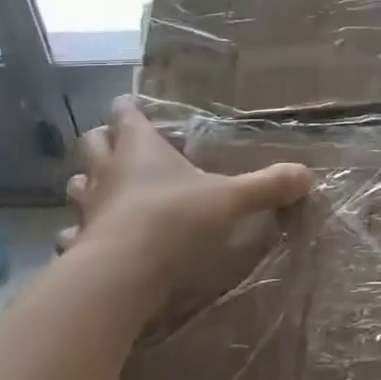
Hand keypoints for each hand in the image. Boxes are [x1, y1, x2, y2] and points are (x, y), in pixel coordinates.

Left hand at [61, 97, 312, 310]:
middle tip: (119, 143)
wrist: (122, 274)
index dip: (129, 108)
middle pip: (93, 142)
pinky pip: (73, 233)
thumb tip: (307, 174)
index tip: (132, 105)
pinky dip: (80, 233)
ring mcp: (88, 209)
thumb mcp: (231, 199)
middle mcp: (108, 172)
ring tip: (106, 188)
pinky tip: (91, 239)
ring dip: (88, 182)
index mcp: (140, 149)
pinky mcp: (79, 245)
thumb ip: (268, 185)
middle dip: (103, 139)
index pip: (127, 115)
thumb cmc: (175, 220)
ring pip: (77, 185)